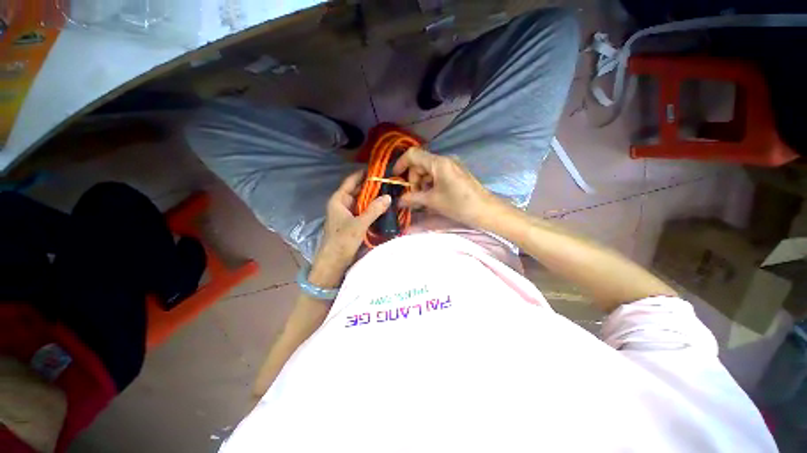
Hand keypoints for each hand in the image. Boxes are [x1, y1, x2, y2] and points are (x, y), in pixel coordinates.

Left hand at [311, 171, 391, 285]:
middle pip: (358, 191)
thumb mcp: (359, 224)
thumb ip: (373, 210)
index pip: (351, 181)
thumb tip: (388, 197)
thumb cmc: (342, 241)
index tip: (377, 169)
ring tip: (389, 192)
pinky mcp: (353, 222)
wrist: (333, 262)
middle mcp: (343, 204)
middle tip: (389, 182)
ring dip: (373, 198)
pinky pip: (364, 211)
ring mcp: (348, 214)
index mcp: (339, 200)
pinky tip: (383, 207)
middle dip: (372, 187)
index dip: (363, 174)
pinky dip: (372, 208)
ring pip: (362, 201)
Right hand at [393, 147, 504, 228]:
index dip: (401, 164)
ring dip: (422, 184)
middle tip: (413, 197)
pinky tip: (432, 198)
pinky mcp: (456, 173)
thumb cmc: (458, 204)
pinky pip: (438, 175)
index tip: (395, 178)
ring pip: (429, 171)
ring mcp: (452, 166)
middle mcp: (445, 160)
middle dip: (413, 180)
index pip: (413, 155)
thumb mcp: (433, 201)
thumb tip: (398, 201)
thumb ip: (413, 198)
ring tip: (423, 201)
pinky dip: (431, 185)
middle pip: (420, 164)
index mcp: (438, 163)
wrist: (486, 211)